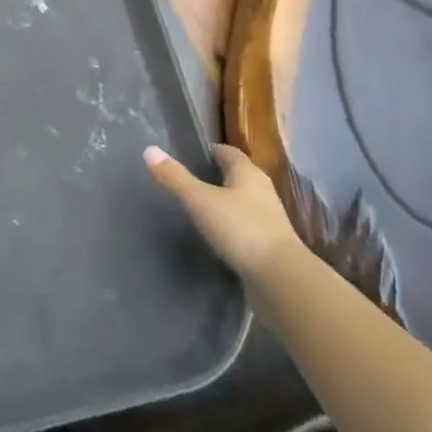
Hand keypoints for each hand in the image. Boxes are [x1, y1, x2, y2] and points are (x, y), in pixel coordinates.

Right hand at [144, 143, 302, 287]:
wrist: (282, 281)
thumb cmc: (241, 230)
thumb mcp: (200, 201)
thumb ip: (175, 177)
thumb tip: (149, 150)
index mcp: (248, 173)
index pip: (227, 152)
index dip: (208, 152)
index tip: (187, 156)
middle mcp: (261, 191)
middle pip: (235, 176)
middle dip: (213, 177)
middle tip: (185, 182)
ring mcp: (268, 220)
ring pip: (241, 203)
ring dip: (222, 204)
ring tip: (196, 210)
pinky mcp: (270, 246)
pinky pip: (245, 228)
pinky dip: (230, 228)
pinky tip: (214, 238)